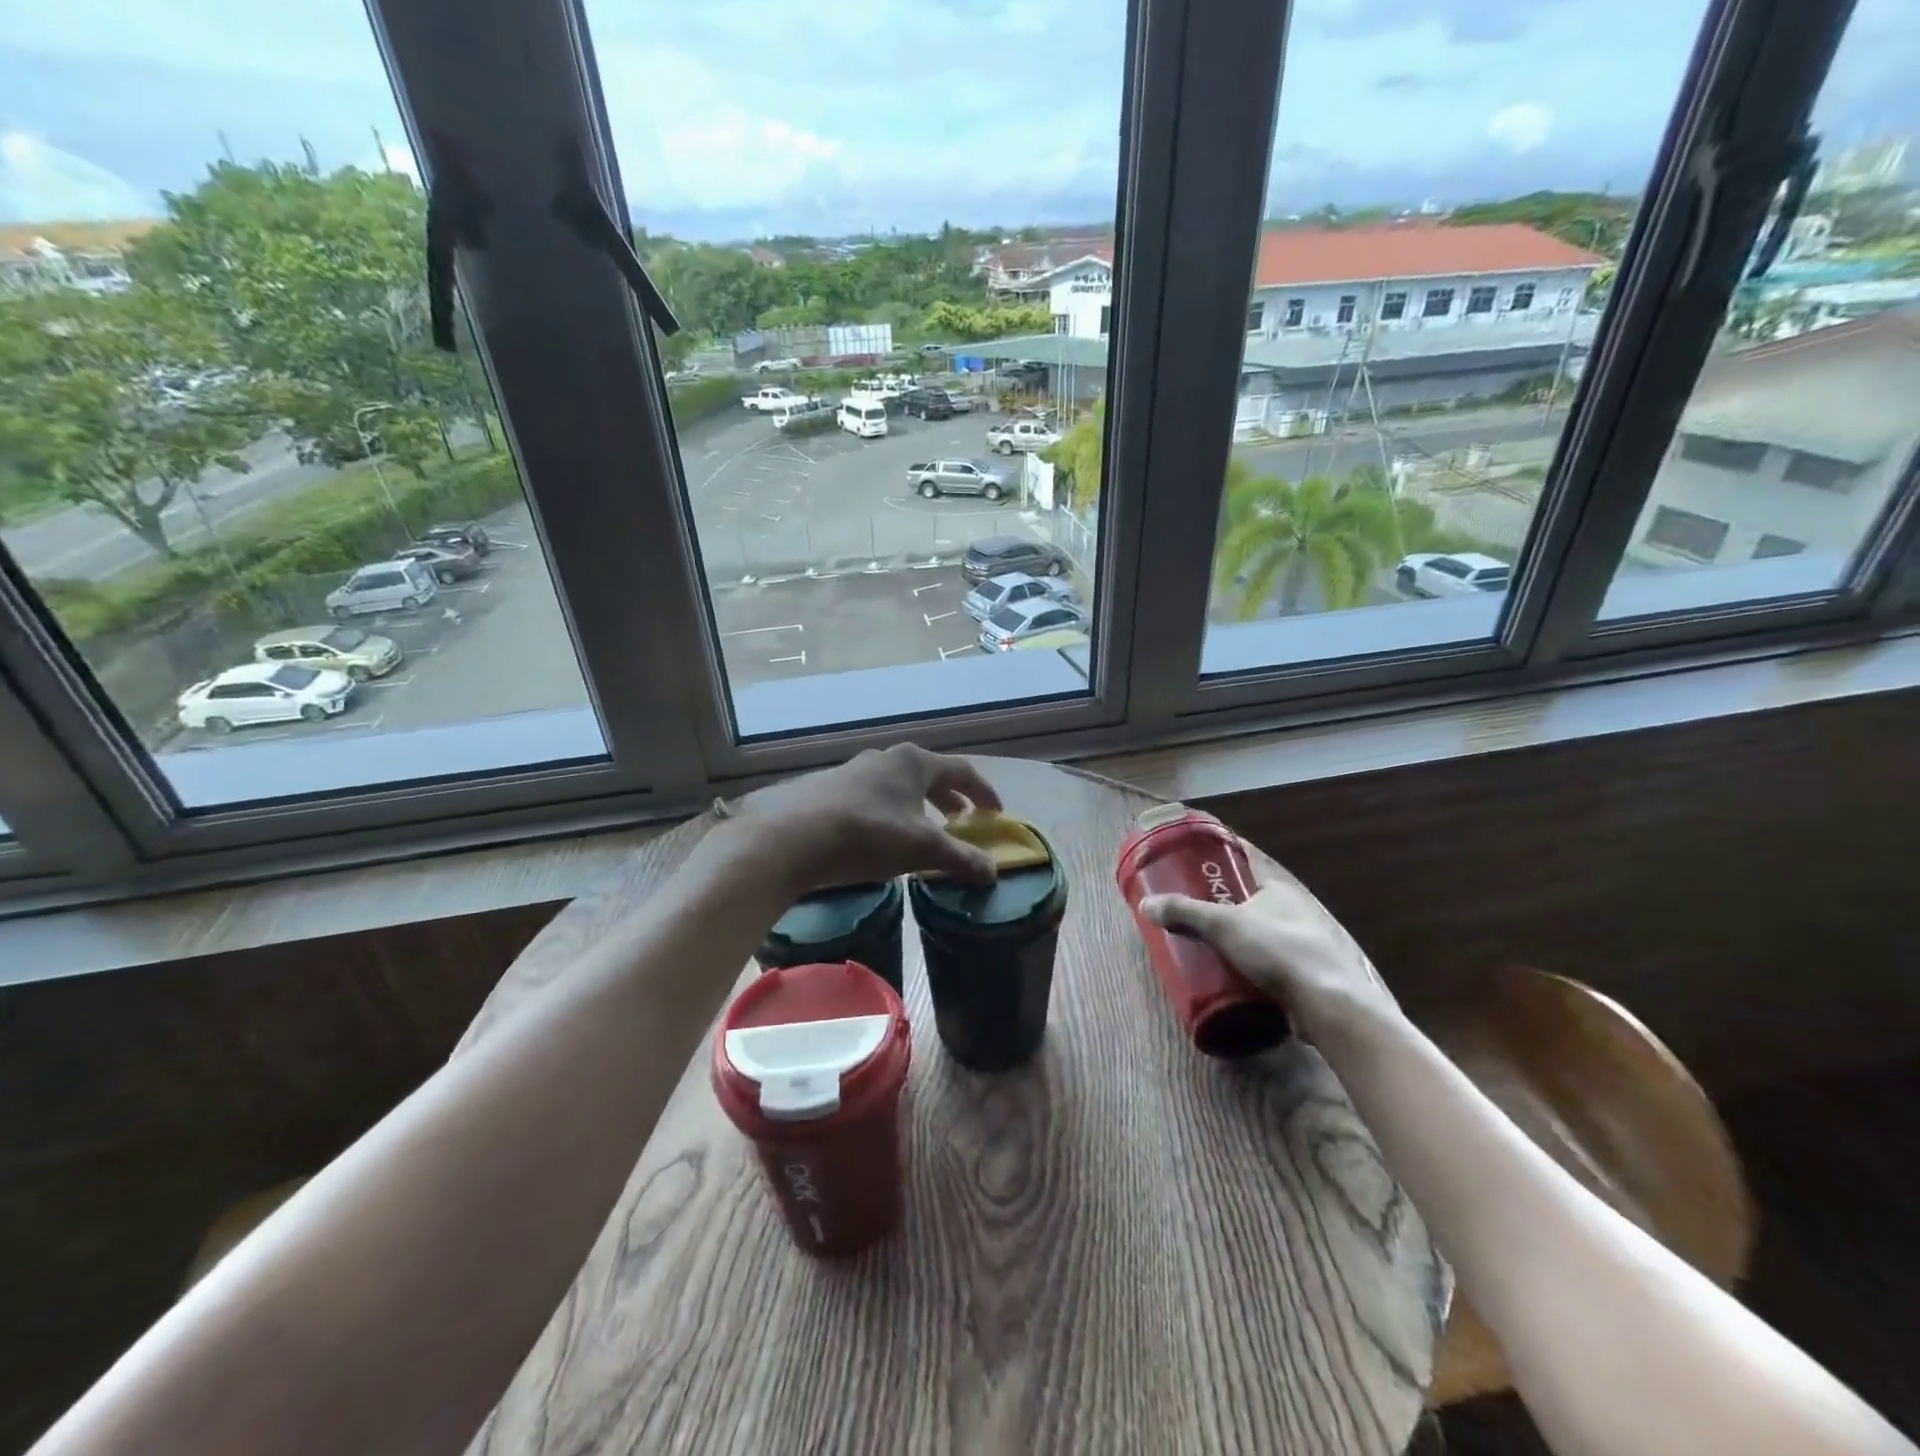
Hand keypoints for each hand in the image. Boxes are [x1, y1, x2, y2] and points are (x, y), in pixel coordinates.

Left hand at [723, 745, 1004, 894]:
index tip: (996, 813)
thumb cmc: (867, 834)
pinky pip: (870, 798)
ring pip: (896, 786)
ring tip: (921, 831)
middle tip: (961, 822)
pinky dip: (887, 814)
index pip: (961, 771)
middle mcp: (884, 758)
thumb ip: (960, 858)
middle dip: (948, 798)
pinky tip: (878, 838)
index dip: (983, 792)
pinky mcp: (826, 789)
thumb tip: (992, 871)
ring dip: (916, 806)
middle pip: (928, 775)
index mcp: (914, 762)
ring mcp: (852, 770)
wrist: (789, 836)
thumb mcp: (921, 850)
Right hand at [1139, 845, 1399, 1042]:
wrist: (1330, 1006)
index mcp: (1279, 886)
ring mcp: (1304, 941)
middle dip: (1223, 897)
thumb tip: (1145, 904)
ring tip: (1203, 937)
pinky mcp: (1306, 973)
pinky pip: (1268, 958)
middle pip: (1252, 895)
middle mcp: (1295, 908)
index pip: (1249, 858)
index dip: (1223, 853)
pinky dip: (1248, 960)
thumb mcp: (1223, 925)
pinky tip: (1229, 969)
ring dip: (1236, 932)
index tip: (1196, 855)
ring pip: (1261, 928)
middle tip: (1190, 900)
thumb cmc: (1278, 950)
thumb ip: (1184, 912)